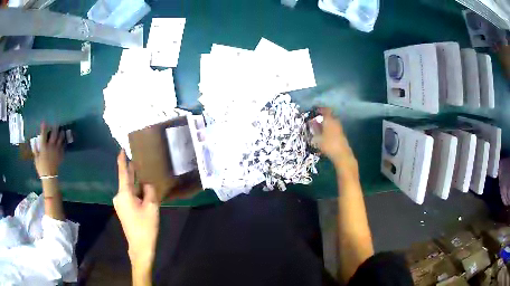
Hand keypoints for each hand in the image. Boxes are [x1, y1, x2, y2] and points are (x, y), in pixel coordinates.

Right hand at [34, 123, 64, 176]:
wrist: (49, 177)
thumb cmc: (41, 168)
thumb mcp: (36, 159)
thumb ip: (35, 150)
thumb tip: (34, 141)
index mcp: (43, 147)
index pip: (43, 134)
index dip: (43, 127)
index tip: (44, 122)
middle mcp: (50, 146)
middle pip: (54, 134)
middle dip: (55, 128)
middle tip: (56, 123)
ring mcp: (56, 150)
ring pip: (60, 139)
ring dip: (61, 133)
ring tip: (62, 130)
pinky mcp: (60, 155)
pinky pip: (63, 146)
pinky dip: (64, 142)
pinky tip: (64, 140)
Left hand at [113, 150, 159, 272]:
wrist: (140, 246)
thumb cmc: (146, 226)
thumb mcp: (151, 206)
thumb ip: (149, 190)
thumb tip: (146, 183)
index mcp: (124, 194)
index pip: (123, 173)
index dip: (122, 160)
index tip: (121, 149)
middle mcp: (119, 196)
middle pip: (126, 181)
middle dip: (132, 172)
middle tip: (140, 161)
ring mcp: (119, 204)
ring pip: (128, 189)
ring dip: (136, 184)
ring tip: (146, 177)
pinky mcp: (123, 210)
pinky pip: (129, 196)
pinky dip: (135, 192)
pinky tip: (143, 192)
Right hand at [318, 108, 357, 174]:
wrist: (342, 155)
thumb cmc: (328, 145)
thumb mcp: (317, 138)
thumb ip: (314, 129)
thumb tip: (311, 122)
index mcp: (329, 120)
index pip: (325, 110)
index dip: (320, 109)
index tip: (314, 110)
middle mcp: (335, 121)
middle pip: (329, 116)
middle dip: (322, 117)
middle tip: (315, 120)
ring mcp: (339, 128)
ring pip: (332, 122)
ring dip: (326, 123)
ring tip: (319, 128)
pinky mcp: (341, 134)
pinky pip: (334, 128)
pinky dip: (329, 129)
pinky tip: (324, 134)